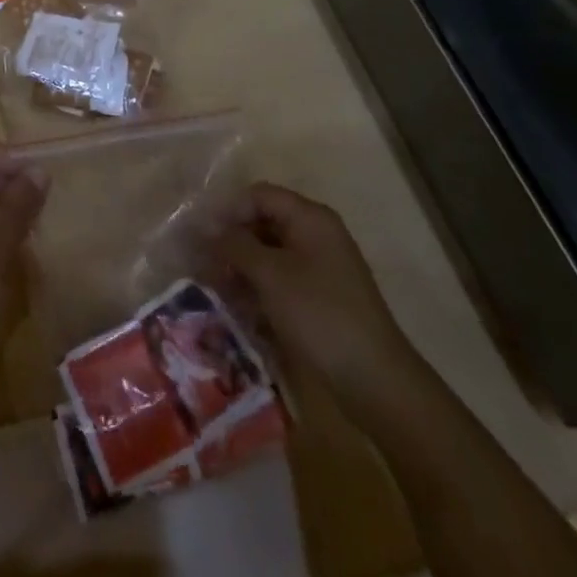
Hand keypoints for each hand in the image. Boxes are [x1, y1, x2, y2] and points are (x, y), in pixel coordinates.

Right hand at [219, 183, 419, 409]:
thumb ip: (235, 245)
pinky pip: (281, 278)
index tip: (202, 237)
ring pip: (269, 253)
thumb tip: (207, 229)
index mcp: (310, 218)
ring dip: (242, 267)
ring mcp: (320, 266)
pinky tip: (241, 308)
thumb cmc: (319, 314)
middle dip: (232, 242)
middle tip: (205, 265)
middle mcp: (316, 234)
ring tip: (218, 289)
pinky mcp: (320, 296)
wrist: (375, 380)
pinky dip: (259, 287)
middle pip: (263, 222)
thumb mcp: (270, 275)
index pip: (259, 195)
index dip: (228, 210)